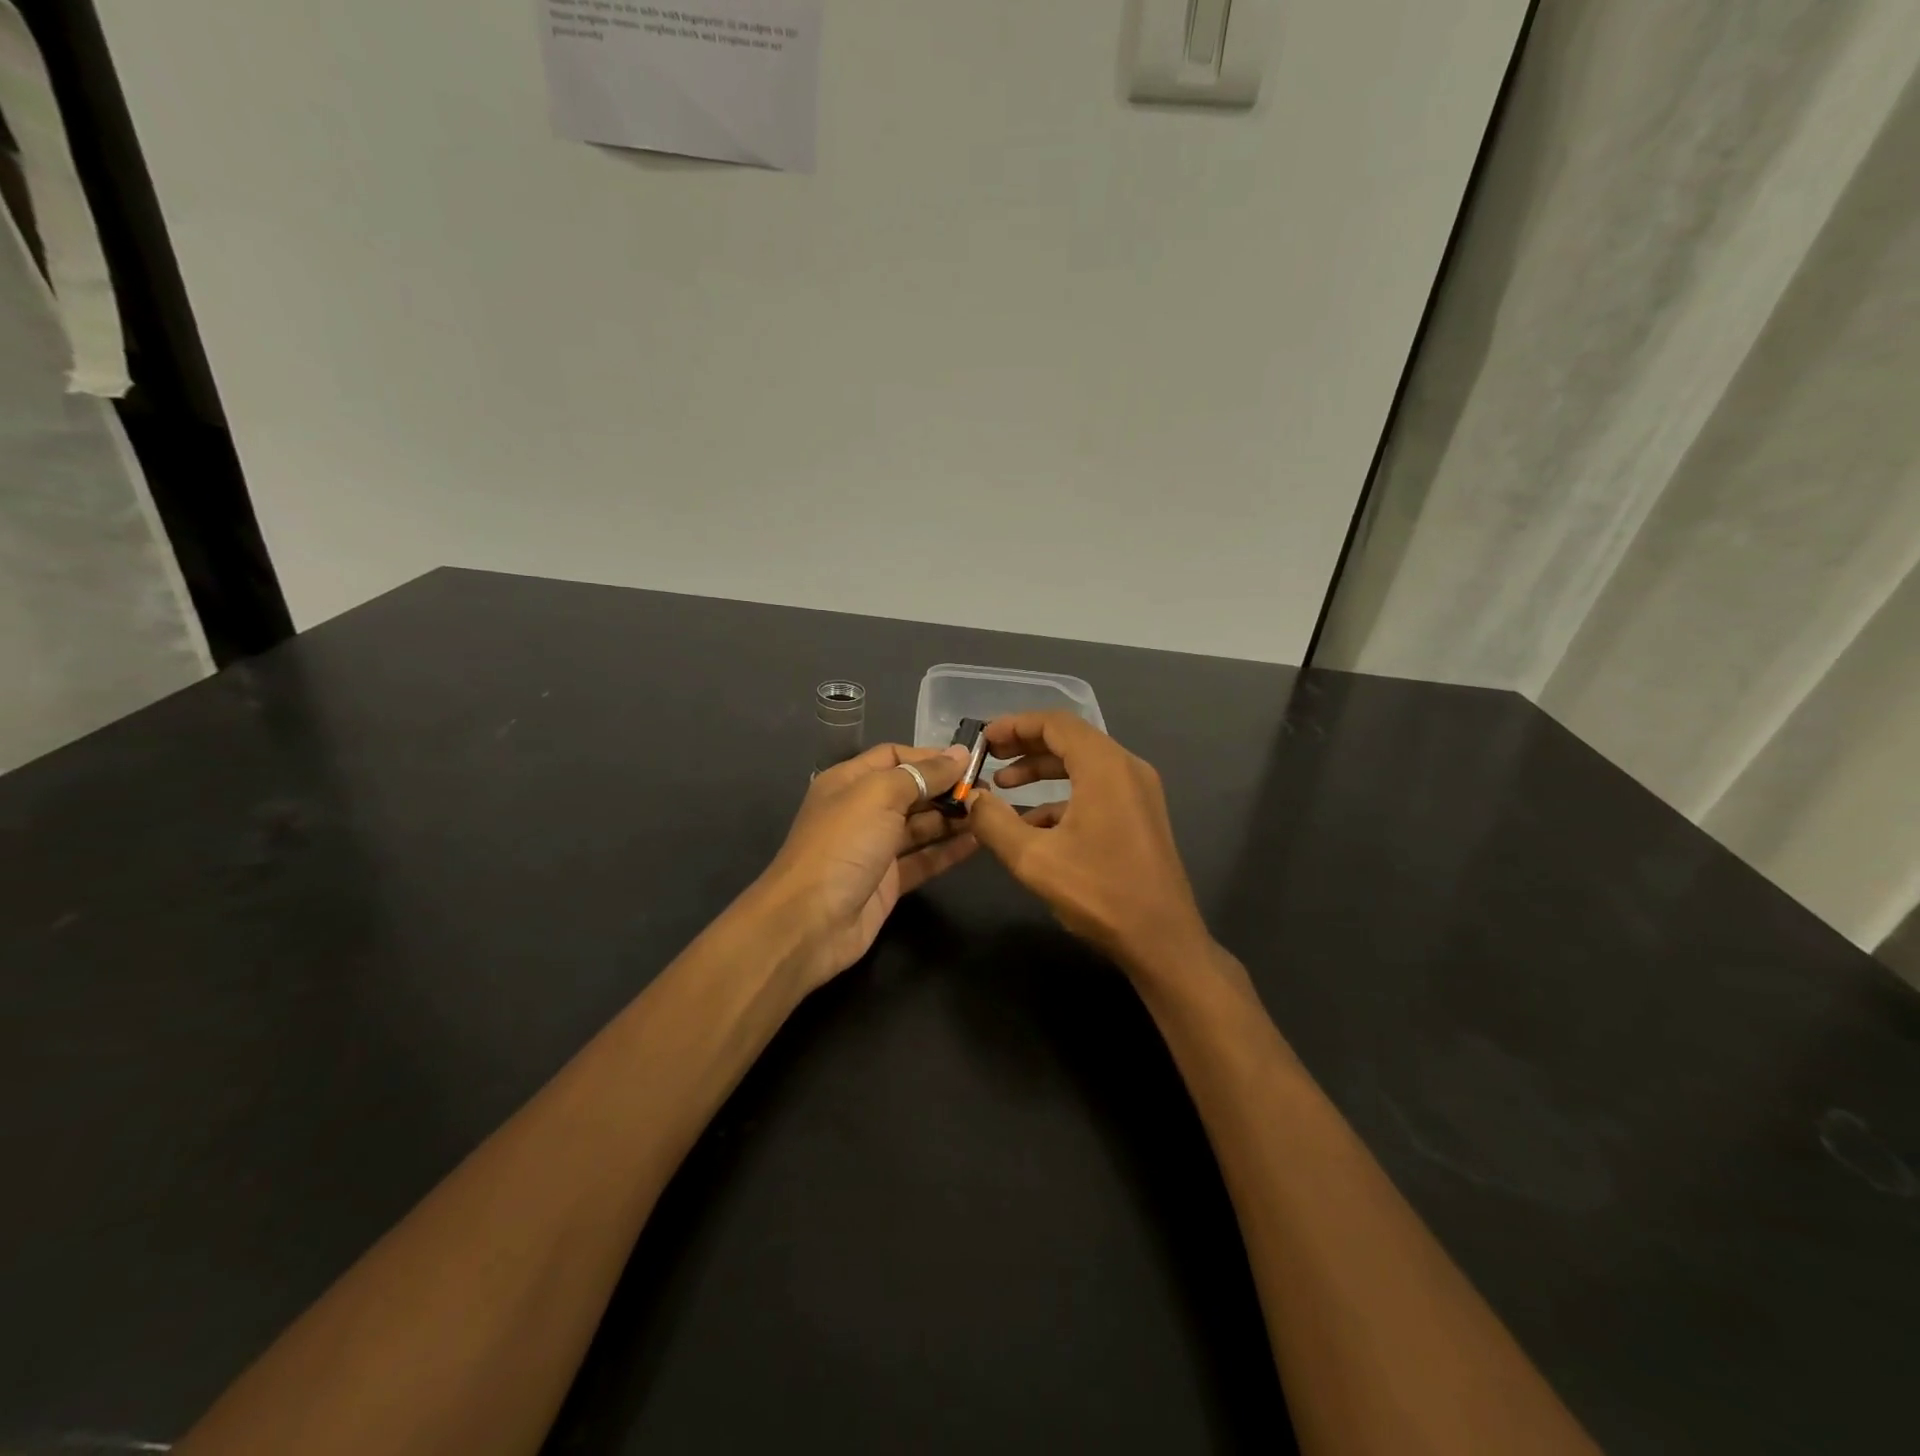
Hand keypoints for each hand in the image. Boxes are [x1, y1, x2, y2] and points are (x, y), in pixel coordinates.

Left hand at [749, 742, 976, 990]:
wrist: (810, 922)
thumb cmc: (842, 845)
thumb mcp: (878, 796)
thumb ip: (921, 774)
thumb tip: (958, 754)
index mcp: (849, 782)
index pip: (894, 756)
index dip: (930, 757)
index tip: (970, 762)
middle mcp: (861, 811)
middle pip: (911, 791)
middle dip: (946, 788)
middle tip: (988, 790)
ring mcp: (875, 849)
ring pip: (920, 826)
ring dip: (952, 818)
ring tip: (991, 813)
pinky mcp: (888, 882)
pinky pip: (924, 859)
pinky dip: (949, 850)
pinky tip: (979, 842)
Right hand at [964, 713, 1210, 973]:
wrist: (1163, 941)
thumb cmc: (1099, 893)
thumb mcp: (1033, 859)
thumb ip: (994, 822)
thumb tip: (972, 798)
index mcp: (1105, 766)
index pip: (1055, 723)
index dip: (1015, 725)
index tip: (983, 740)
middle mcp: (1126, 768)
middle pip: (1070, 739)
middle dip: (1025, 746)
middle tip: (989, 759)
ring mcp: (1138, 792)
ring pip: (1082, 765)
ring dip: (1042, 771)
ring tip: (1004, 787)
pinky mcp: (1140, 815)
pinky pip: (1096, 789)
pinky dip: (1062, 796)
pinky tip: (1033, 824)